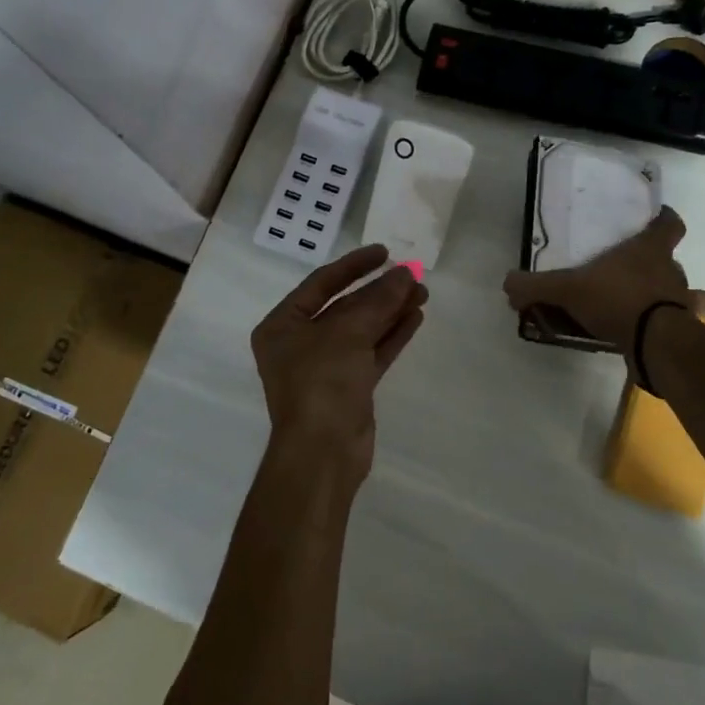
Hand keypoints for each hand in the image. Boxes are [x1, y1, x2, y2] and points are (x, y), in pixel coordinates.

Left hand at [251, 245, 428, 477]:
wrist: (323, 452)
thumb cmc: (321, 382)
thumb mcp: (347, 333)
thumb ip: (377, 300)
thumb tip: (404, 273)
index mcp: (282, 326)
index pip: (320, 284)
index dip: (353, 266)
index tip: (384, 252)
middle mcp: (300, 343)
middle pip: (345, 307)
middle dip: (379, 291)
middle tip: (413, 275)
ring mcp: (326, 367)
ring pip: (363, 330)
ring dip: (391, 311)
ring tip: (422, 292)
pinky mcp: (350, 387)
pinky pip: (372, 352)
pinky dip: (392, 335)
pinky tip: (415, 317)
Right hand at [502, 207, 704, 363]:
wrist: (654, 342)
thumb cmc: (617, 298)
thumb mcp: (567, 289)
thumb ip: (537, 286)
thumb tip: (508, 284)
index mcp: (650, 250)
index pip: (670, 224)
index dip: (665, 219)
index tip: (657, 217)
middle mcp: (672, 272)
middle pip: (674, 262)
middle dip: (661, 266)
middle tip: (637, 273)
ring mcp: (682, 304)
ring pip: (687, 295)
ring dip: (674, 299)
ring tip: (651, 306)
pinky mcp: (683, 333)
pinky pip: (678, 327)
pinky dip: (668, 329)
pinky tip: (649, 335)